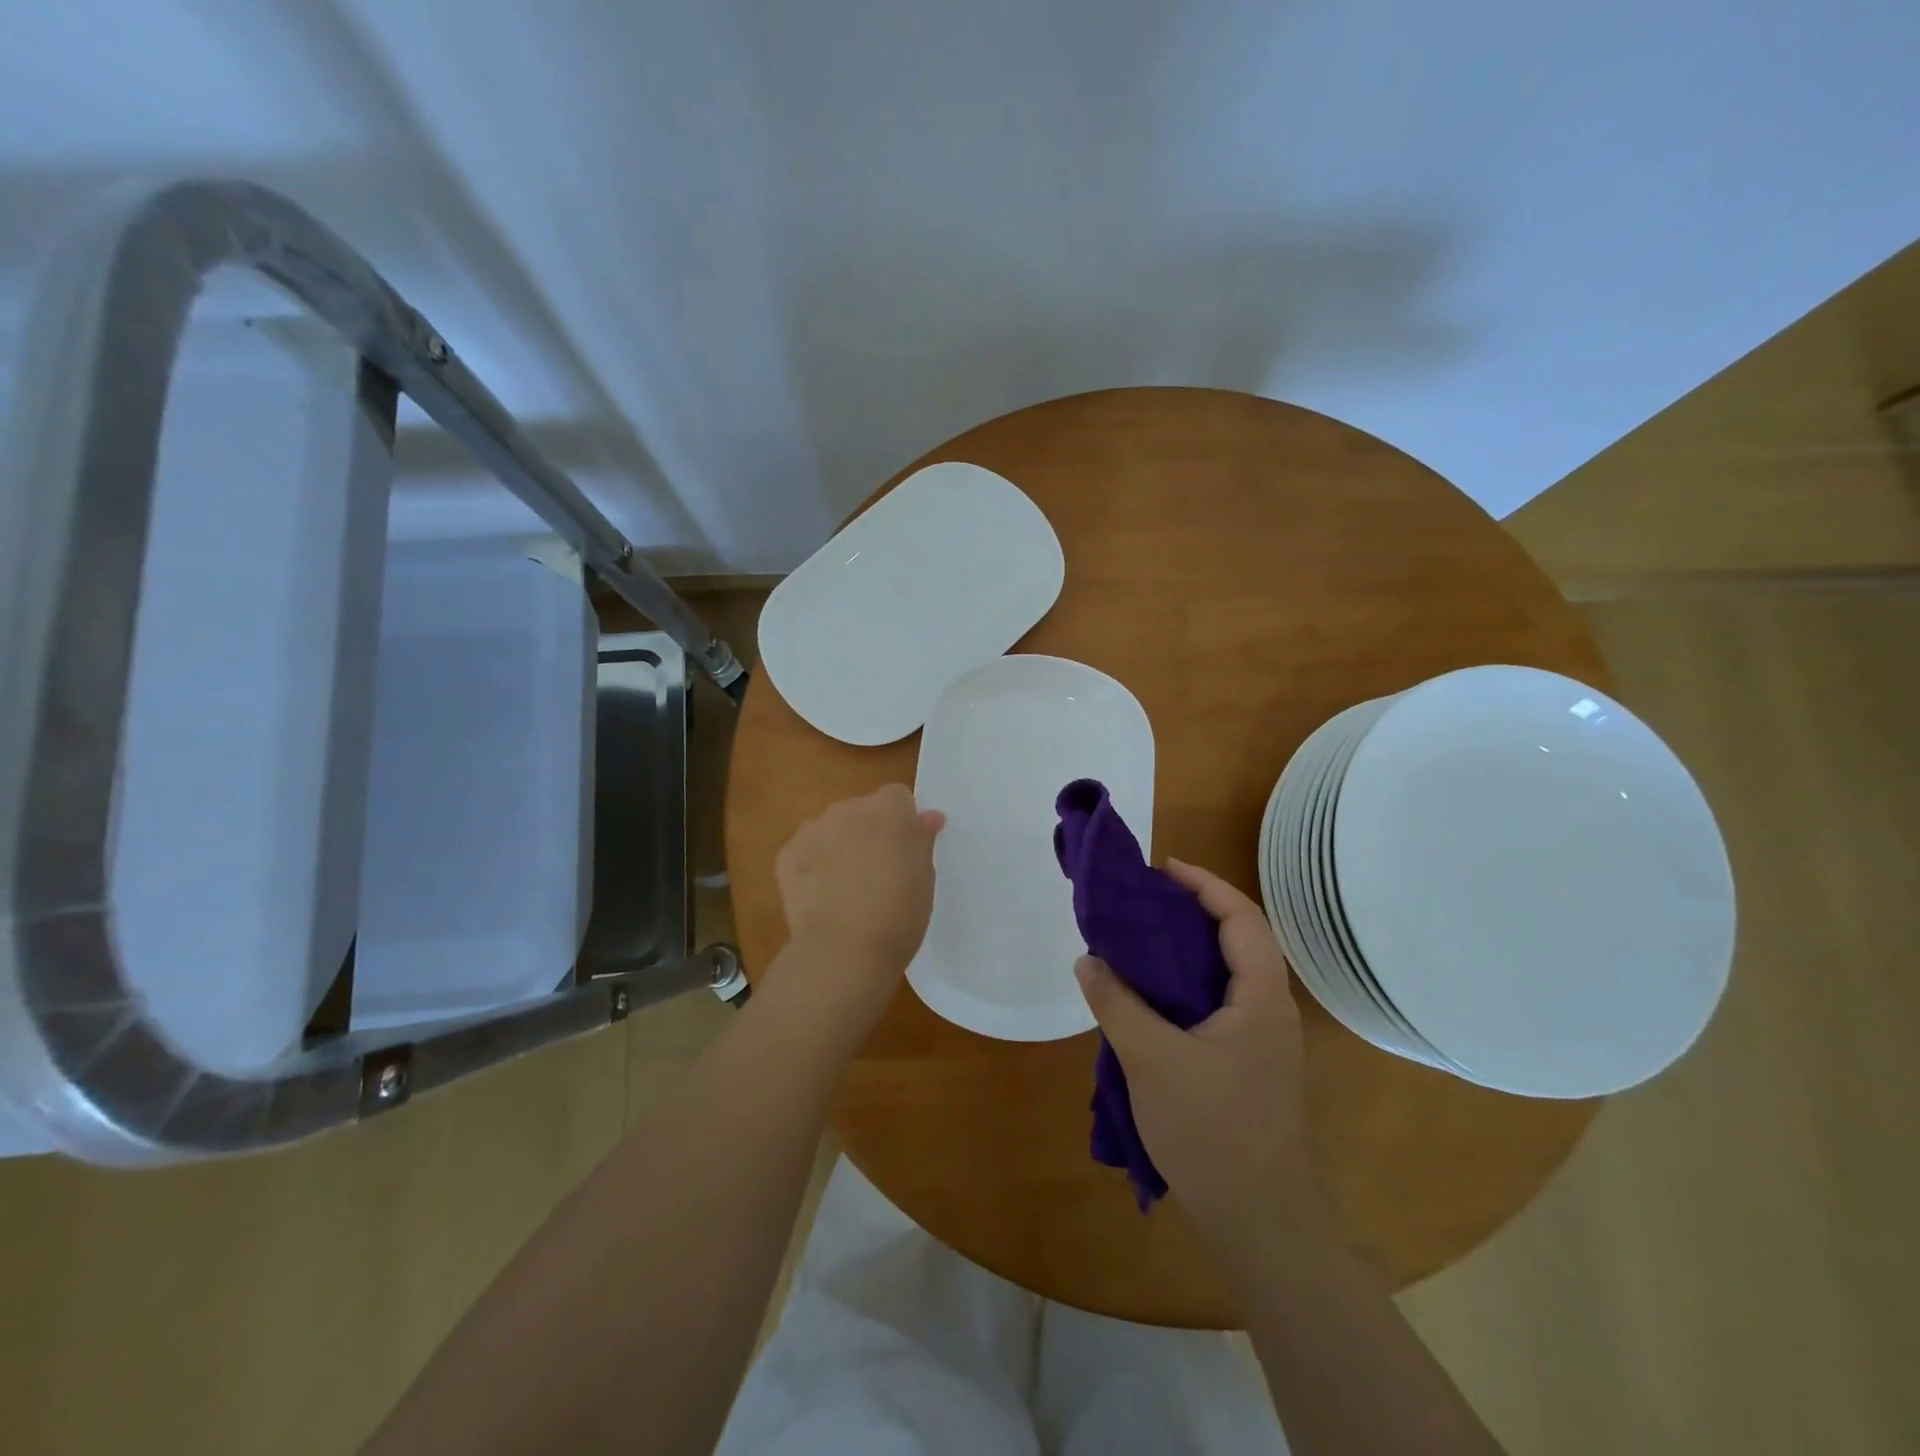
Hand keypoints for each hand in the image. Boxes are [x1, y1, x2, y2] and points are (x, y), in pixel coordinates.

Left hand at [773, 784, 944, 1025]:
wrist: (843, 951)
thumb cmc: (898, 915)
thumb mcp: (924, 878)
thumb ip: (922, 840)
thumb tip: (928, 817)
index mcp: (889, 810)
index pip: (898, 798)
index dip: (902, 823)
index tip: (905, 852)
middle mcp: (848, 809)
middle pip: (862, 810)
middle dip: (868, 832)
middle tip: (876, 872)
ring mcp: (813, 829)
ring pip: (831, 828)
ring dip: (839, 846)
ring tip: (845, 888)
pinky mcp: (786, 854)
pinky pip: (804, 851)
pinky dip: (811, 866)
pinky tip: (820, 897)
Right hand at [1075, 859, 1326, 1266]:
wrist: (1260, 1223)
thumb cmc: (1212, 1132)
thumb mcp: (1152, 1060)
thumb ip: (1117, 1003)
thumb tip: (1089, 959)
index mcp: (1260, 999)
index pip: (1242, 918)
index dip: (1204, 885)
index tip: (1162, 870)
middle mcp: (1270, 1010)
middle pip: (1241, 938)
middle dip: (1196, 909)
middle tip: (1146, 900)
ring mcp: (1263, 1040)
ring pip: (1230, 972)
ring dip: (1192, 946)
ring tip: (1143, 937)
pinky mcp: (1249, 1064)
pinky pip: (1221, 1002)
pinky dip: (1189, 982)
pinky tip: (1153, 995)